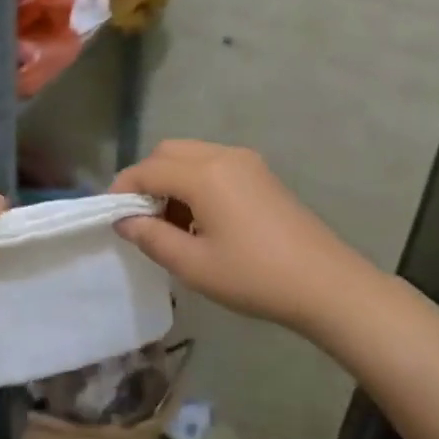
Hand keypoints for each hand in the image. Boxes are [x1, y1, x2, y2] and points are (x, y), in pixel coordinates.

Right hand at [111, 140, 371, 331]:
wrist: (327, 285)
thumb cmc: (254, 276)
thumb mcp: (192, 264)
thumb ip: (150, 237)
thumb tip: (124, 221)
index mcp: (204, 174)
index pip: (146, 170)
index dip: (122, 190)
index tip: (111, 217)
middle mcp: (223, 156)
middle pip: (167, 152)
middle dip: (146, 180)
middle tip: (141, 219)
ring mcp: (246, 162)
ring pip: (190, 156)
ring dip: (171, 180)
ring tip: (171, 224)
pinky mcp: (261, 174)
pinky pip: (213, 165)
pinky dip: (195, 182)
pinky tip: (201, 220)